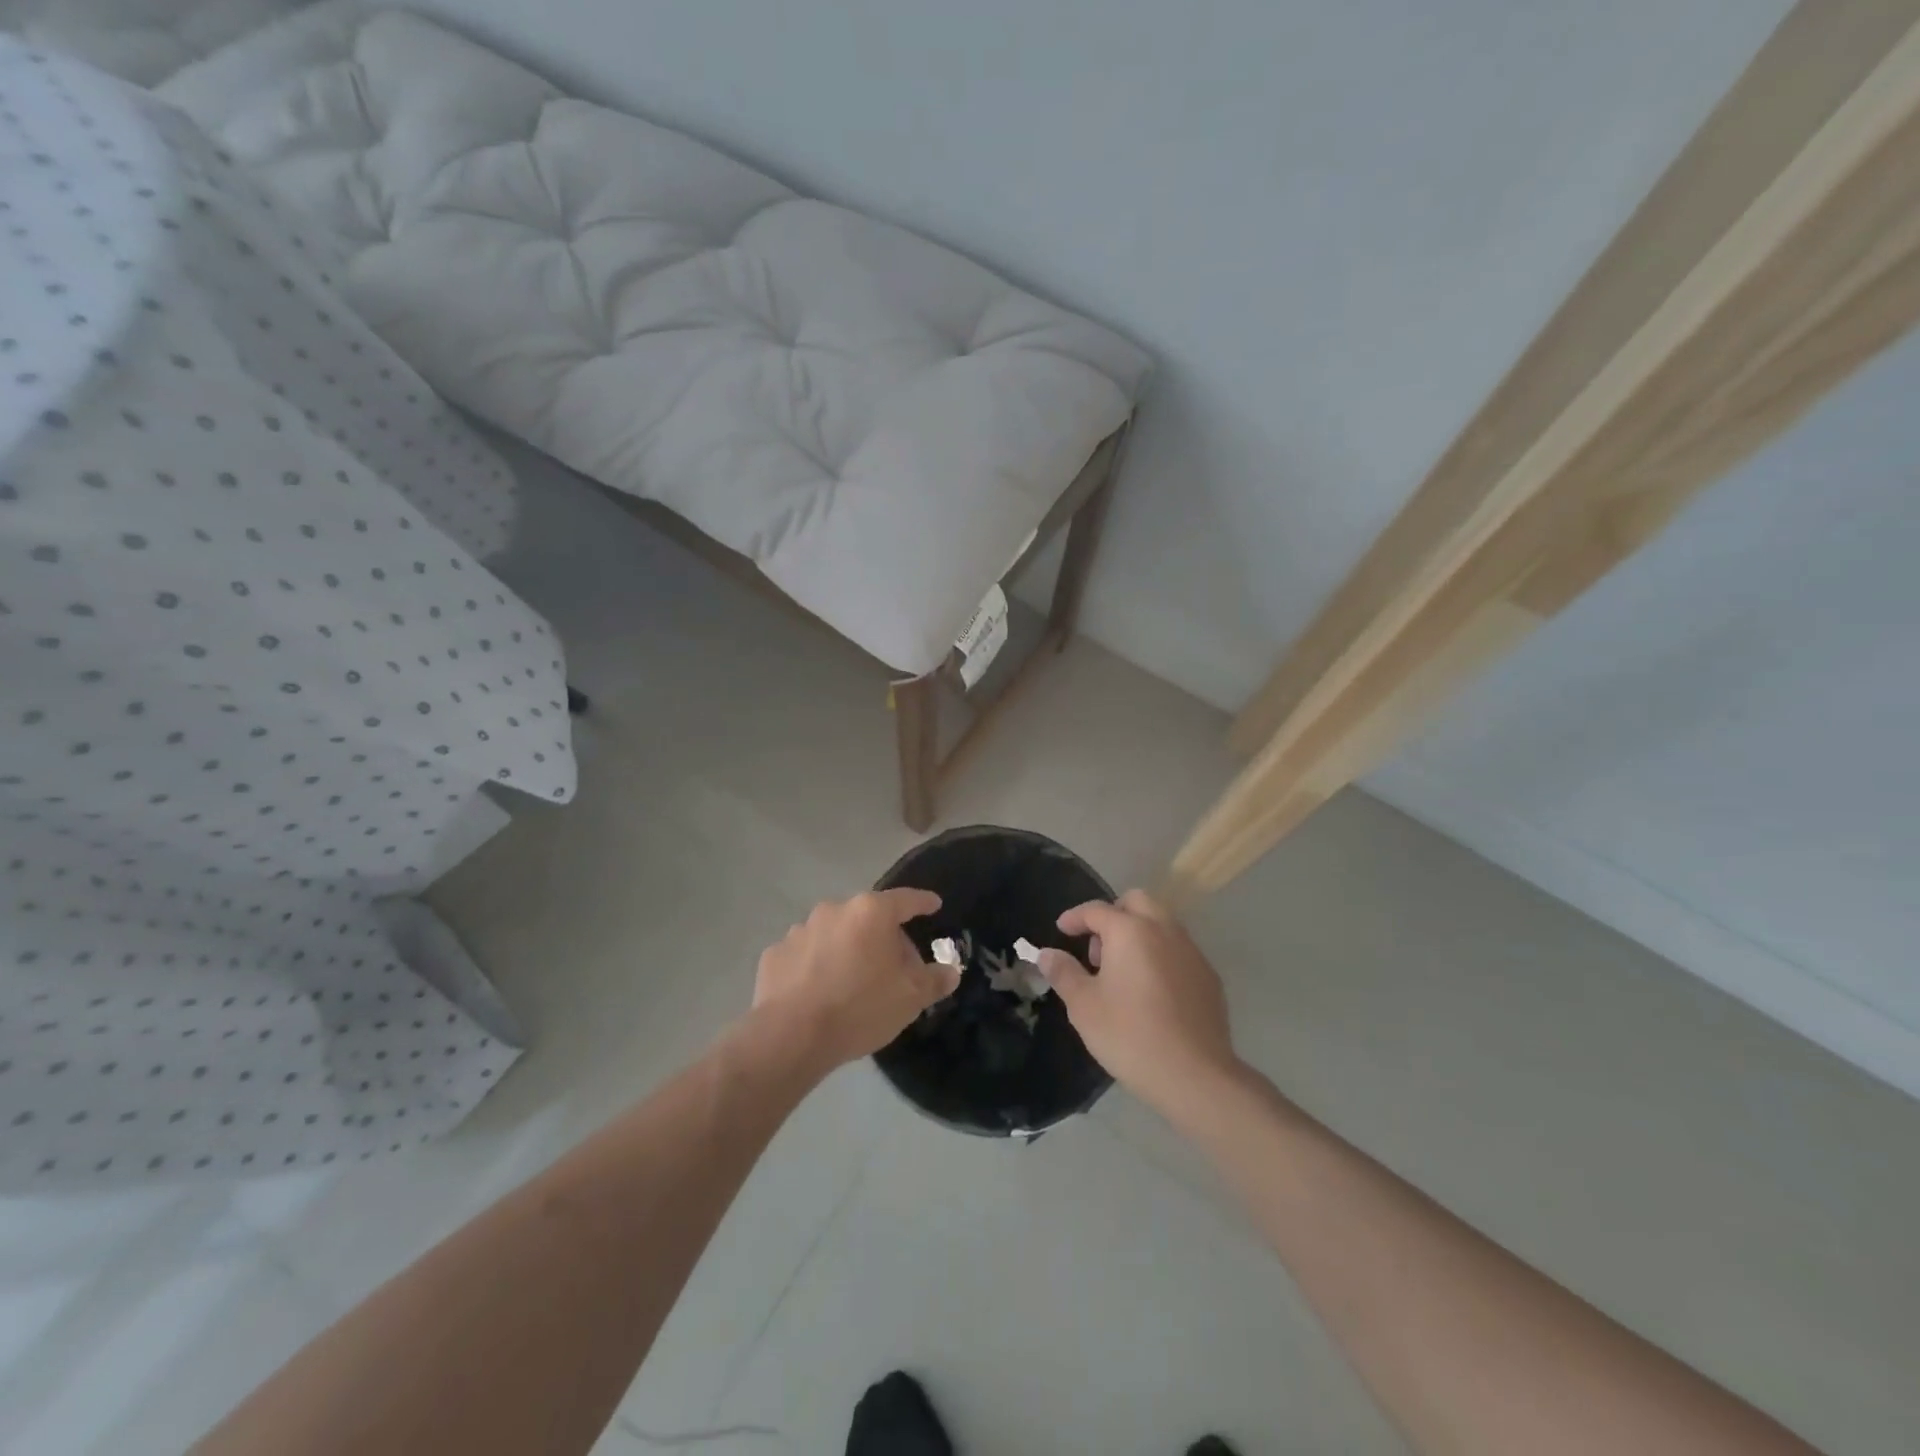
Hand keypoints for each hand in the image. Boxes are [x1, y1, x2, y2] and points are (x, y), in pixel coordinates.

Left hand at [752, 889, 958, 1070]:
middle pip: (868, 918)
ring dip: (847, 949)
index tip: (933, 904)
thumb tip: (949, 972)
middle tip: (893, 967)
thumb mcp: (911, 998)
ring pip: (834, 934)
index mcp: (871, 912)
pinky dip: (816, 966)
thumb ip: (934, 980)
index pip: (906, 899)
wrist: (792, 1035)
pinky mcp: (775, 954)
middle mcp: (834, 910)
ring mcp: (800, 930)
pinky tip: (819, 992)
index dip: (922, 902)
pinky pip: (805, 955)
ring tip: (852, 983)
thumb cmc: (860, 1007)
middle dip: (883, 937)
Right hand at [1038, 889, 1237, 1113]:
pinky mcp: (1209, 977)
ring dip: (1139, 932)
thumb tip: (1046, 954)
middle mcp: (1164, 930)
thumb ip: (1063, 972)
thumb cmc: (1129, 1035)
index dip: (1074, 917)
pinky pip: (1179, 950)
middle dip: (1113, 914)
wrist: (1194, 1076)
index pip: (1096, 910)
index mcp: (1130, 931)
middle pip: (1137, 902)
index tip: (1061, 930)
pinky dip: (1160, 955)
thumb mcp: (1083, 1005)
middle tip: (1098, 948)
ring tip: (1122, 972)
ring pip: (1162, 923)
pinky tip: (1151, 991)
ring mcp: (1192, 952)